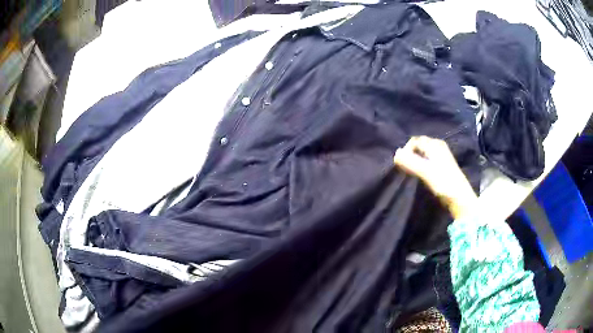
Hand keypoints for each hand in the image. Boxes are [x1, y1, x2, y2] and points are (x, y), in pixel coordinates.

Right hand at [393, 136, 476, 218]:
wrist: (459, 197)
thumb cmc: (443, 182)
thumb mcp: (425, 171)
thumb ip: (410, 162)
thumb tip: (395, 154)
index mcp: (435, 144)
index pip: (414, 141)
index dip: (406, 151)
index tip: (402, 165)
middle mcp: (438, 147)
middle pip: (419, 146)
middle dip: (410, 155)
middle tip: (405, 168)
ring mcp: (441, 156)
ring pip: (423, 154)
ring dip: (415, 161)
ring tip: (411, 173)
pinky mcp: (442, 166)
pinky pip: (427, 161)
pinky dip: (421, 165)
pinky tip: (420, 175)